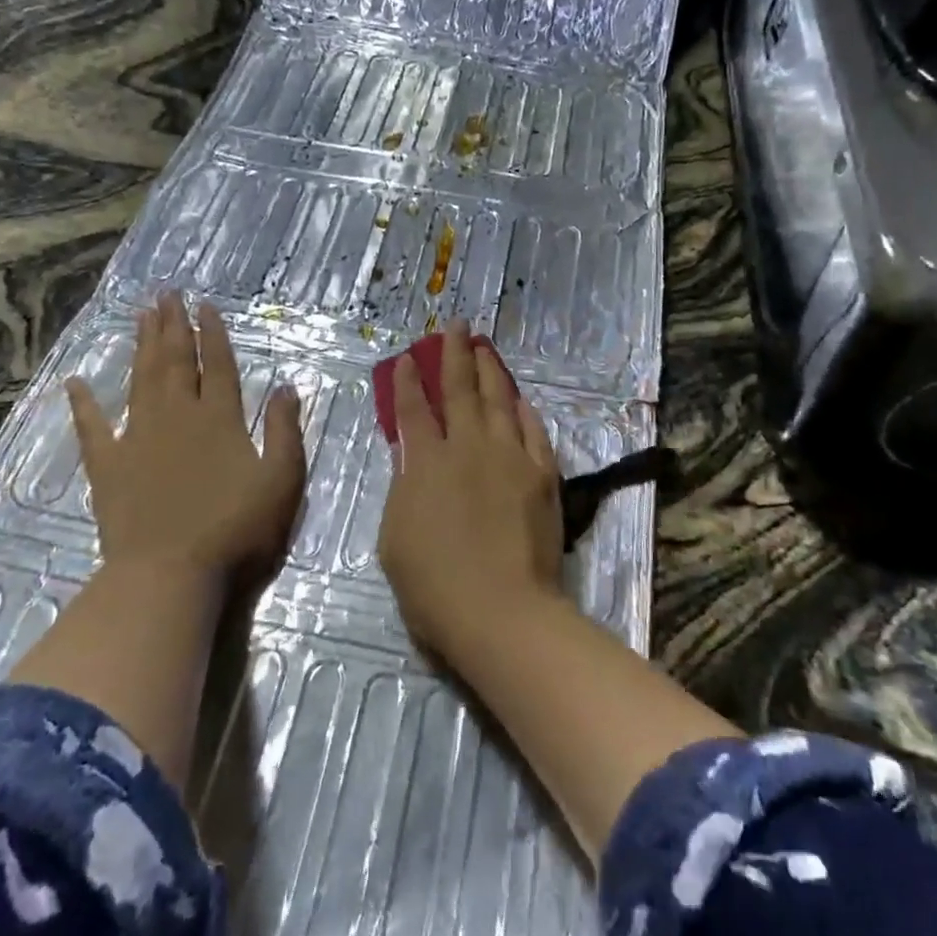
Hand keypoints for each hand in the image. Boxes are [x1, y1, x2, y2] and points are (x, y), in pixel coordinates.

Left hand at [67, 291, 304, 580]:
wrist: (170, 575)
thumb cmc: (236, 529)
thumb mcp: (281, 480)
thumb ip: (284, 430)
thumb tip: (285, 386)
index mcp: (219, 418)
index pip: (217, 365)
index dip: (213, 334)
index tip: (205, 305)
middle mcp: (177, 416)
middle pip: (175, 361)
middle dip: (173, 326)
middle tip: (167, 293)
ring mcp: (137, 438)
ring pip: (140, 380)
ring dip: (141, 346)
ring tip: (141, 315)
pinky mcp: (107, 467)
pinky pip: (92, 428)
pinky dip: (83, 404)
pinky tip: (75, 381)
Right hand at [378, 320, 567, 660]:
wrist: (500, 610)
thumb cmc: (433, 585)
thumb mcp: (395, 537)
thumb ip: (404, 488)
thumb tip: (411, 458)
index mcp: (426, 463)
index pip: (413, 411)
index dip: (408, 381)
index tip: (409, 357)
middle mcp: (468, 448)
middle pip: (459, 390)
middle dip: (453, 354)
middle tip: (454, 325)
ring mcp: (509, 457)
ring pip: (498, 401)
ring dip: (489, 371)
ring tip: (483, 347)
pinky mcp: (541, 475)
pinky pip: (533, 431)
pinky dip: (525, 411)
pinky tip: (520, 398)